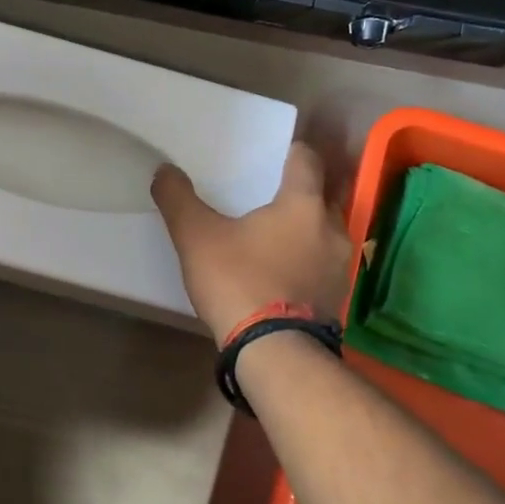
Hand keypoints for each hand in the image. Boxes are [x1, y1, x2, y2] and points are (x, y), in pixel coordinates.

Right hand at [152, 143, 356, 341]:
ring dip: (307, 229)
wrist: (274, 351)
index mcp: (302, 204)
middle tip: (273, 193)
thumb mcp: (196, 237)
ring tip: (278, 235)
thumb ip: (178, 199)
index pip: (307, 160)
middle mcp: (332, 228)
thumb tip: (164, 170)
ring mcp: (340, 266)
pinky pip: (324, 265)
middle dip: (303, 191)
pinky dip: (308, 261)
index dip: (293, 152)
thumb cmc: (238, 281)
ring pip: (326, 233)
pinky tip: (285, 272)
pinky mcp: (338, 297)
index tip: (277, 153)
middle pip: (323, 195)